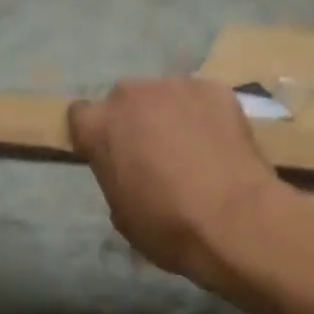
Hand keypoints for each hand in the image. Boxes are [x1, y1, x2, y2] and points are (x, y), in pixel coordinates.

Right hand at [68, 78, 292, 292]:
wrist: (233, 220)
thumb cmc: (168, 226)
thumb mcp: (122, 214)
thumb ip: (116, 177)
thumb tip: (131, 172)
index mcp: (100, 126)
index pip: (80, 116)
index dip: (96, 136)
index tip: (110, 155)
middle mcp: (132, 95)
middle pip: (125, 100)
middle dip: (135, 121)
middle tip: (155, 153)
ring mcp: (177, 87)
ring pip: (166, 96)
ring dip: (172, 115)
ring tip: (194, 149)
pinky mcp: (215, 89)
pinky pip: (202, 99)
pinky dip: (207, 116)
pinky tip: (220, 144)